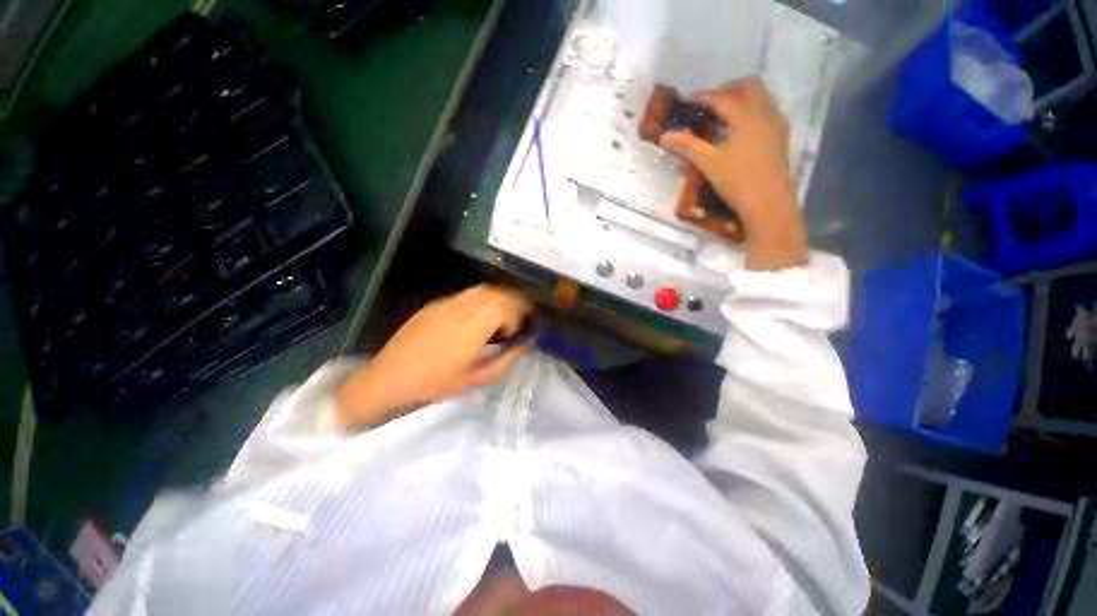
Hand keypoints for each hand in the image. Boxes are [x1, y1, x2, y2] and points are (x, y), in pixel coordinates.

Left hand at [335, 285, 533, 431]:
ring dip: (498, 299)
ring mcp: (444, 304)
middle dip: (513, 301)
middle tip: (516, 320)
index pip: (504, 303)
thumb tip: (525, 343)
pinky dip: (481, 300)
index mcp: (470, 329)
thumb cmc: (434, 385)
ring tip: (500, 317)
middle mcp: (459, 309)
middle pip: (496, 291)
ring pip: (481, 289)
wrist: (388, 380)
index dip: (519, 311)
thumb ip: (506, 359)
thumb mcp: (476, 379)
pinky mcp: (434, 304)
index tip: (518, 329)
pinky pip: (465, 295)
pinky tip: (477, 318)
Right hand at [660, 78, 807, 270]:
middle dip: (728, 89)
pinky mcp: (781, 137)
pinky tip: (741, 130)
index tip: (687, 100)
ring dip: (742, 98)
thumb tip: (665, 136)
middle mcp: (765, 113)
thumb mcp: (709, 163)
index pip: (722, 98)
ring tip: (724, 115)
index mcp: (746, 117)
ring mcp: (776, 125)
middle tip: (710, 104)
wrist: (768, 204)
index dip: (703, 97)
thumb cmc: (738, 181)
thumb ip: (687, 146)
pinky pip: (768, 112)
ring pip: (762, 97)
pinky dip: (753, 111)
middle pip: (749, 86)